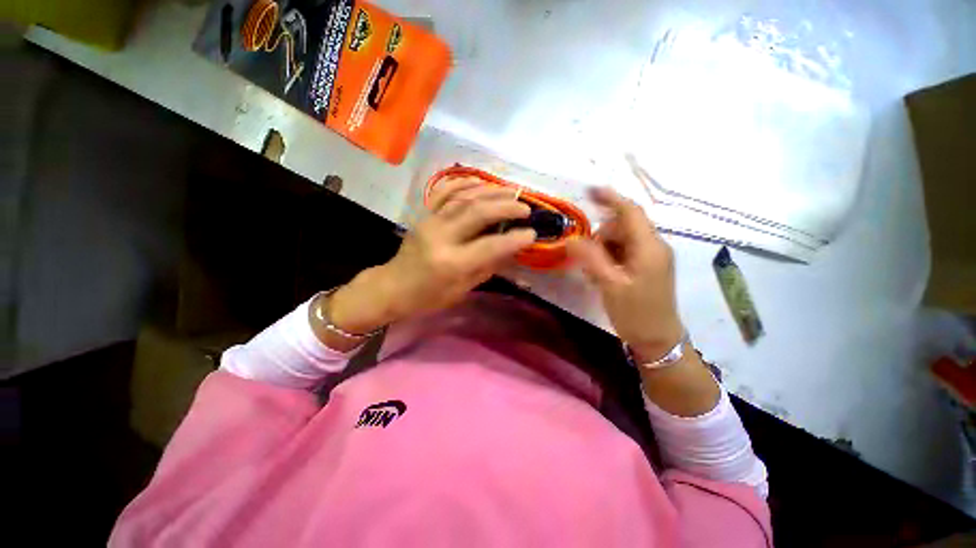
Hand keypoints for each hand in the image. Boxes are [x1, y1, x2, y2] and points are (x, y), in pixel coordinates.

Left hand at [328, 176, 535, 335]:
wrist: (393, 286)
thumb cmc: (429, 296)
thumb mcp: (462, 290)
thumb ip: (488, 267)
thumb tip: (511, 249)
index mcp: (452, 263)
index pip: (490, 246)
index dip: (515, 239)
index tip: (532, 233)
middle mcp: (441, 237)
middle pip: (477, 212)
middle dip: (506, 206)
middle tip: (525, 207)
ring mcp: (430, 222)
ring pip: (463, 198)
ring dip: (490, 191)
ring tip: (511, 191)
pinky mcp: (424, 215)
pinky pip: (444, 192)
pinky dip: (463, 183)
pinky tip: (480, 181)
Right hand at [570, 187, 718, 415]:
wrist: (658, 340)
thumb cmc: (635, 313)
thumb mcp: (609, 285)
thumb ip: (590, 259)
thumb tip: (571, 239)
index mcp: (649, 247)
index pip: (630, 212)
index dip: (610, 198)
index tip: (589, 191)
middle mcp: (654, 246)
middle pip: (622, 226)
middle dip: (601, 236)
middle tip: (585, 258)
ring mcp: (651, 257)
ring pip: (621, 239)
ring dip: (603, 249)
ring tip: (594, 272)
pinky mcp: (646, 266)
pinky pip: (624, 252)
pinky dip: (609, 257)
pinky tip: (602, 275)